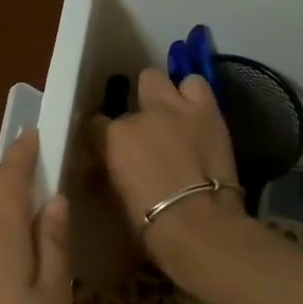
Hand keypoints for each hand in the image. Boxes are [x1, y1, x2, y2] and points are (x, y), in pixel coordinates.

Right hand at [87, 67, 245, 264]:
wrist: (198, 225)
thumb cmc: (150, 224)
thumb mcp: (116, 195)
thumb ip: (110, 170)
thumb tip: (105, 165)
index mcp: (112, 137)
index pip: (95, 124)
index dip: (102, 135)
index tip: (108, 148)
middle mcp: (140, 114)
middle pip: (132, 90)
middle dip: (139, 103)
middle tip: (147, 126)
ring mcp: (174, 107)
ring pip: (160, 79)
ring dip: (167, 94)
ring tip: (174, 114)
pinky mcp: (207, 110)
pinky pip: (196, 85)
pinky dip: (194, 96)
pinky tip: (196, 114)